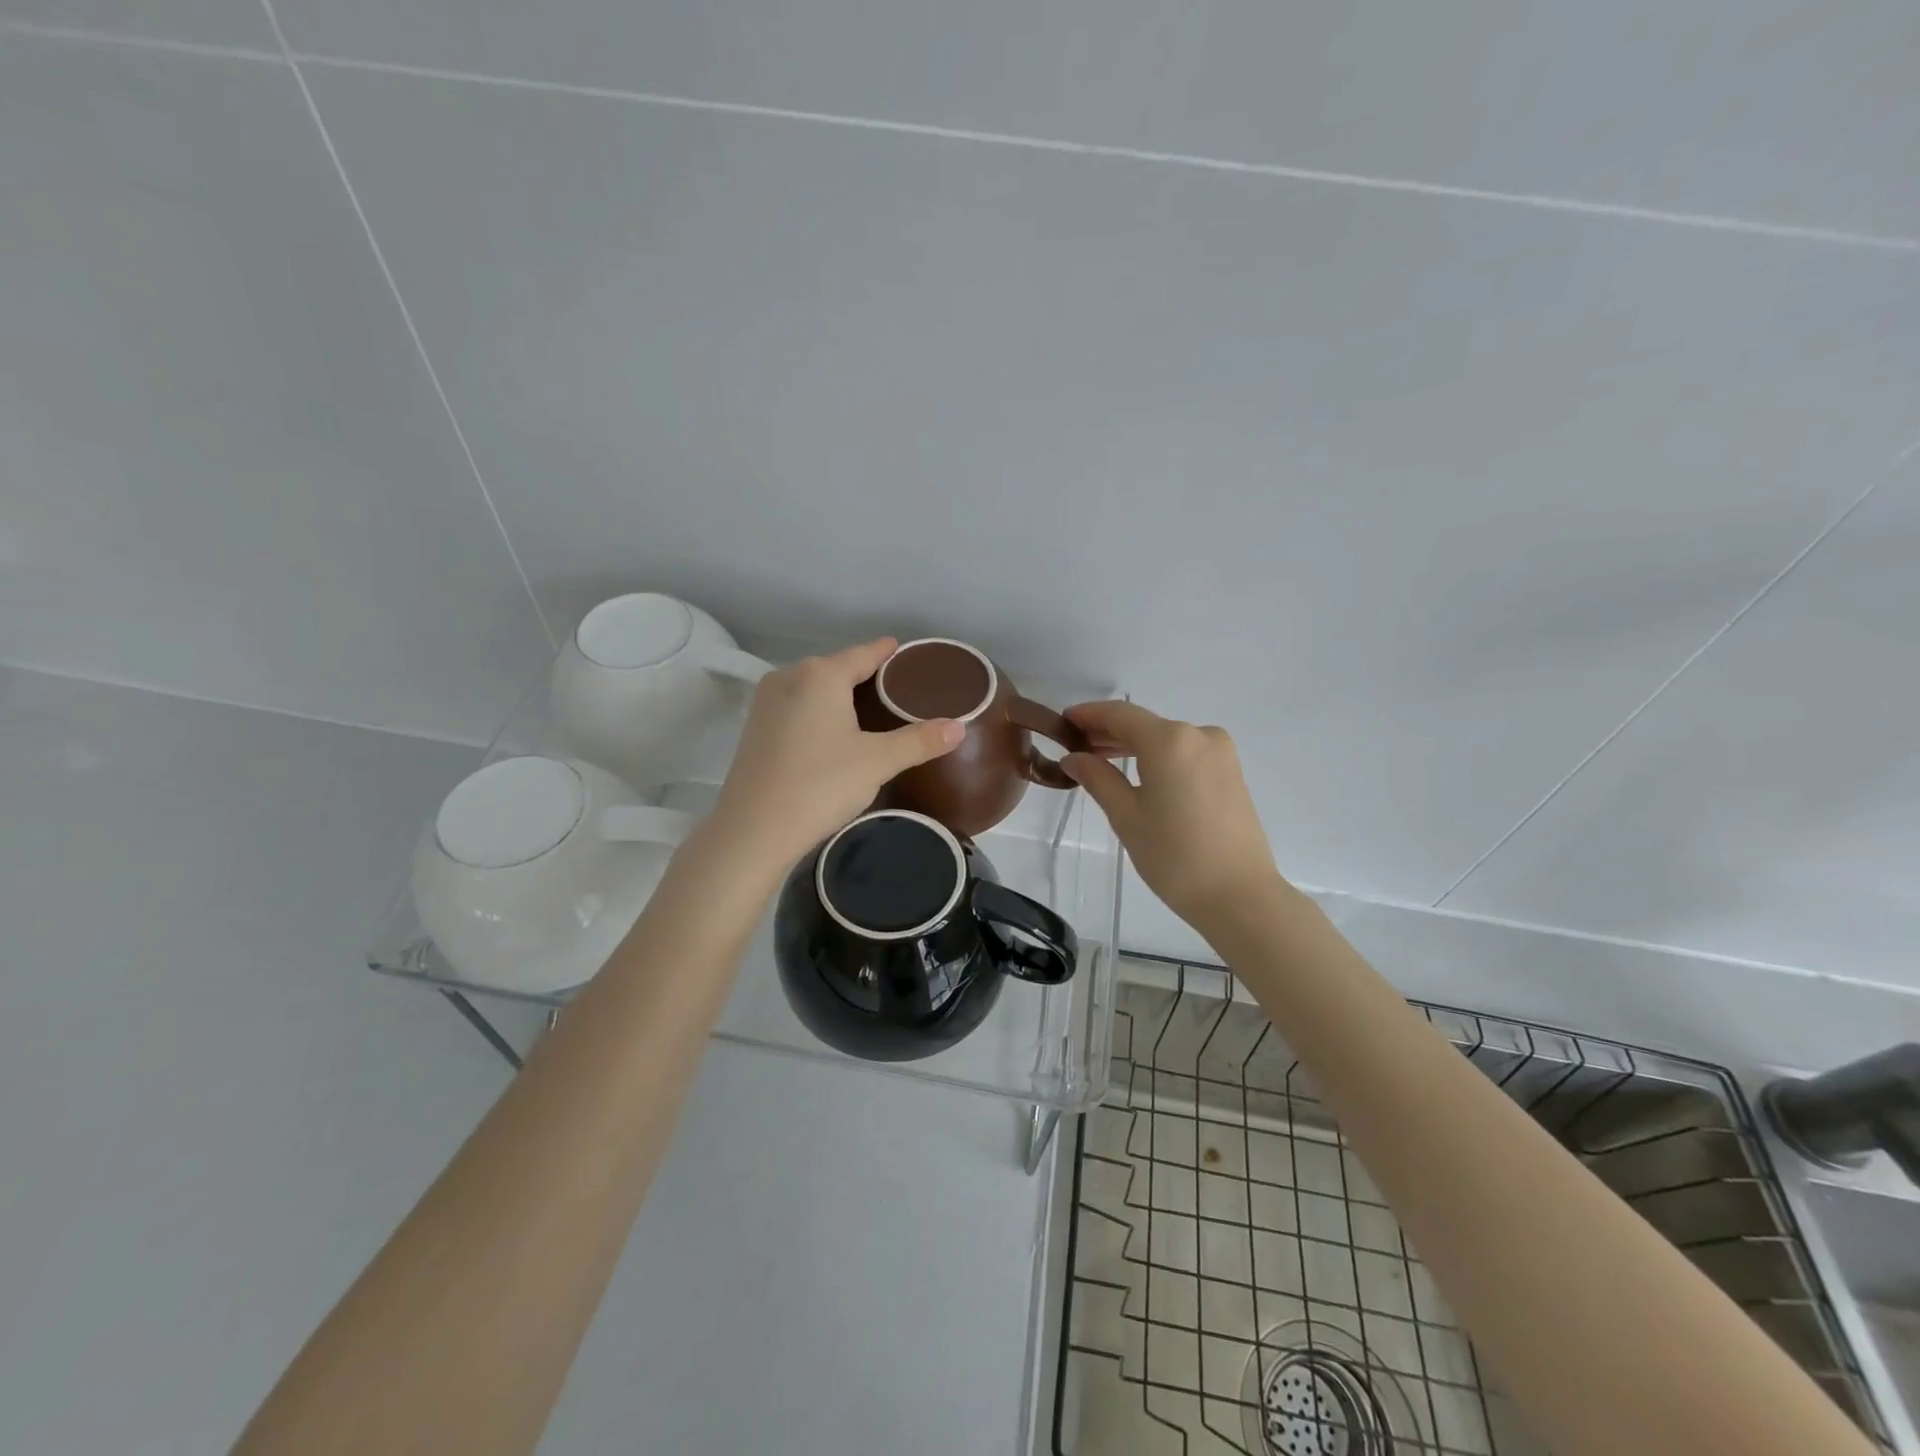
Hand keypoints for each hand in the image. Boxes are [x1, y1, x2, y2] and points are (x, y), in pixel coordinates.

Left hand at [708, 639, 963, 872]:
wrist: (754, 829)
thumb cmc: (820, 784)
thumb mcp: (878, 762)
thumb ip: (920, 741)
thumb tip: (959, 728)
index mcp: (821, 675)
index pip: (864, 654)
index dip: (887, 653)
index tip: (904, 651)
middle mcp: (790, 677)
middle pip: (837, 668)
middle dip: (865, 675)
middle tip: (897, 690)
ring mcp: (767, 702)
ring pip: (813, 688)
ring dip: (839, 694)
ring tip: (869, 711)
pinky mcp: (755, 727)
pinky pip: (797, 706)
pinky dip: (818, 711)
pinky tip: (832, 732)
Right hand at [1061, 701, 1288, 934]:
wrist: (1240, 895)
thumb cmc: (1174, 856)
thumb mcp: (1126, 817)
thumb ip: (1097, 778)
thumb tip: (1073, 758)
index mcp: (1169, 740)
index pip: (1120, 714)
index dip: (1089, 714)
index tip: (1063, 721)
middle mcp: (1198, 734)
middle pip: (1144, 724)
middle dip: (1109, 732)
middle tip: (1076, 748)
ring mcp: (1220, 752)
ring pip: (1166, 738)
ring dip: (1134, 745)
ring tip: (1102, 762)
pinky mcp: (1231, 771)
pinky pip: (1185, 752)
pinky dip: (1158, 757)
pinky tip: (1139, 774)